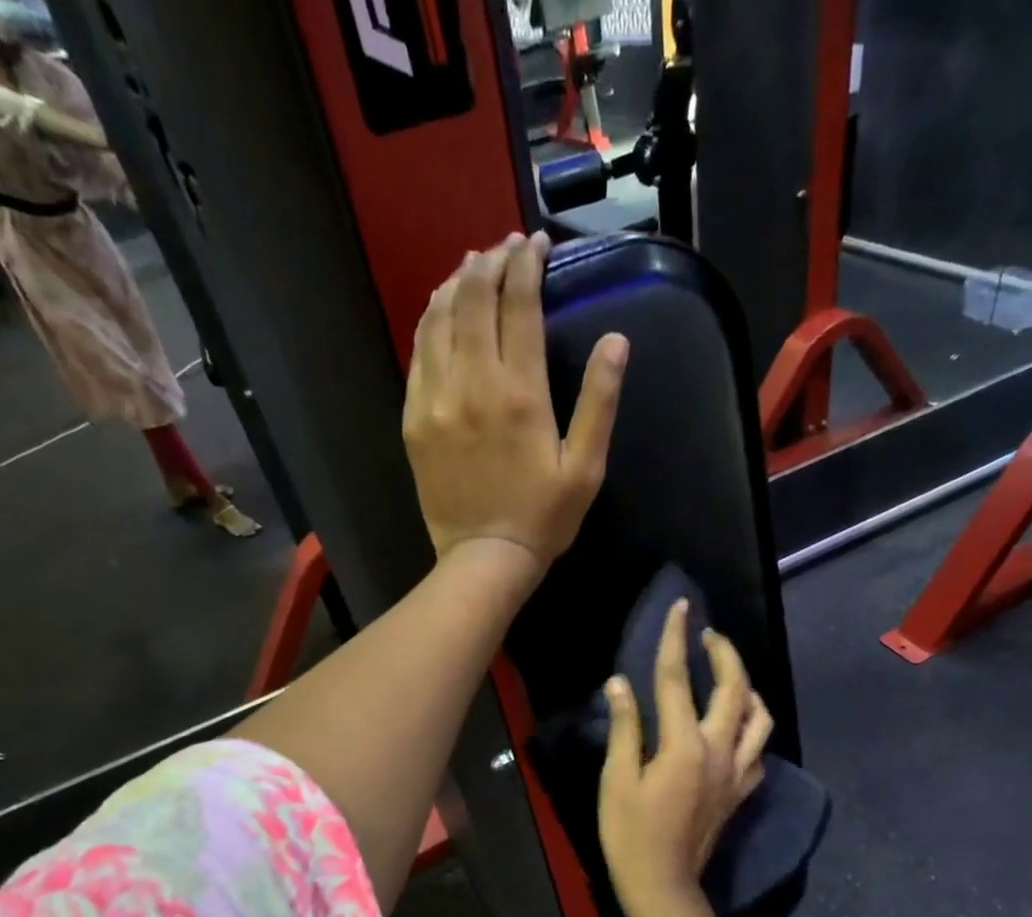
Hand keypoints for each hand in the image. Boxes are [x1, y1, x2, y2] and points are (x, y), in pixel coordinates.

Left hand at [403, 232, 628, 570]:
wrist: (484, 558)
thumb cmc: (543, 518)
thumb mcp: (585, 468)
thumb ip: (599, 402)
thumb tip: (615, 341)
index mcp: (520, 393)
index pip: (519, 304)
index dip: (527, 265)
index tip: (535, 244)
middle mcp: (473, 383)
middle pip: (473, 299)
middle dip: (489, 262)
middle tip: (503, 249)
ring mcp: (437, 399)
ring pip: (439, 319)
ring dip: (456, 284)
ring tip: (471, 268)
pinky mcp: (415, 419)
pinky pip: (418, 354)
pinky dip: (430, 322)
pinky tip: (440, 312)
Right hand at [599, 600, 774, 916]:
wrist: (663, 885)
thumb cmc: (630, 834)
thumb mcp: (617, 780)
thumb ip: (625, 728)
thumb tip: (620, 683)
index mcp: (684, 746)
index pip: (678, 680)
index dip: (677, 639)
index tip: (681, 607)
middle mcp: (720, 752)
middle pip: (734, 689)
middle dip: (725, 654)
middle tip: (709, 634)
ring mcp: (737, 773)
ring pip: (760, 717)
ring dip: (747, 687)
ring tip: (730, 675)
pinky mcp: (741, 792)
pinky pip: (759, 748)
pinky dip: (753, 726)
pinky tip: (738, 724)